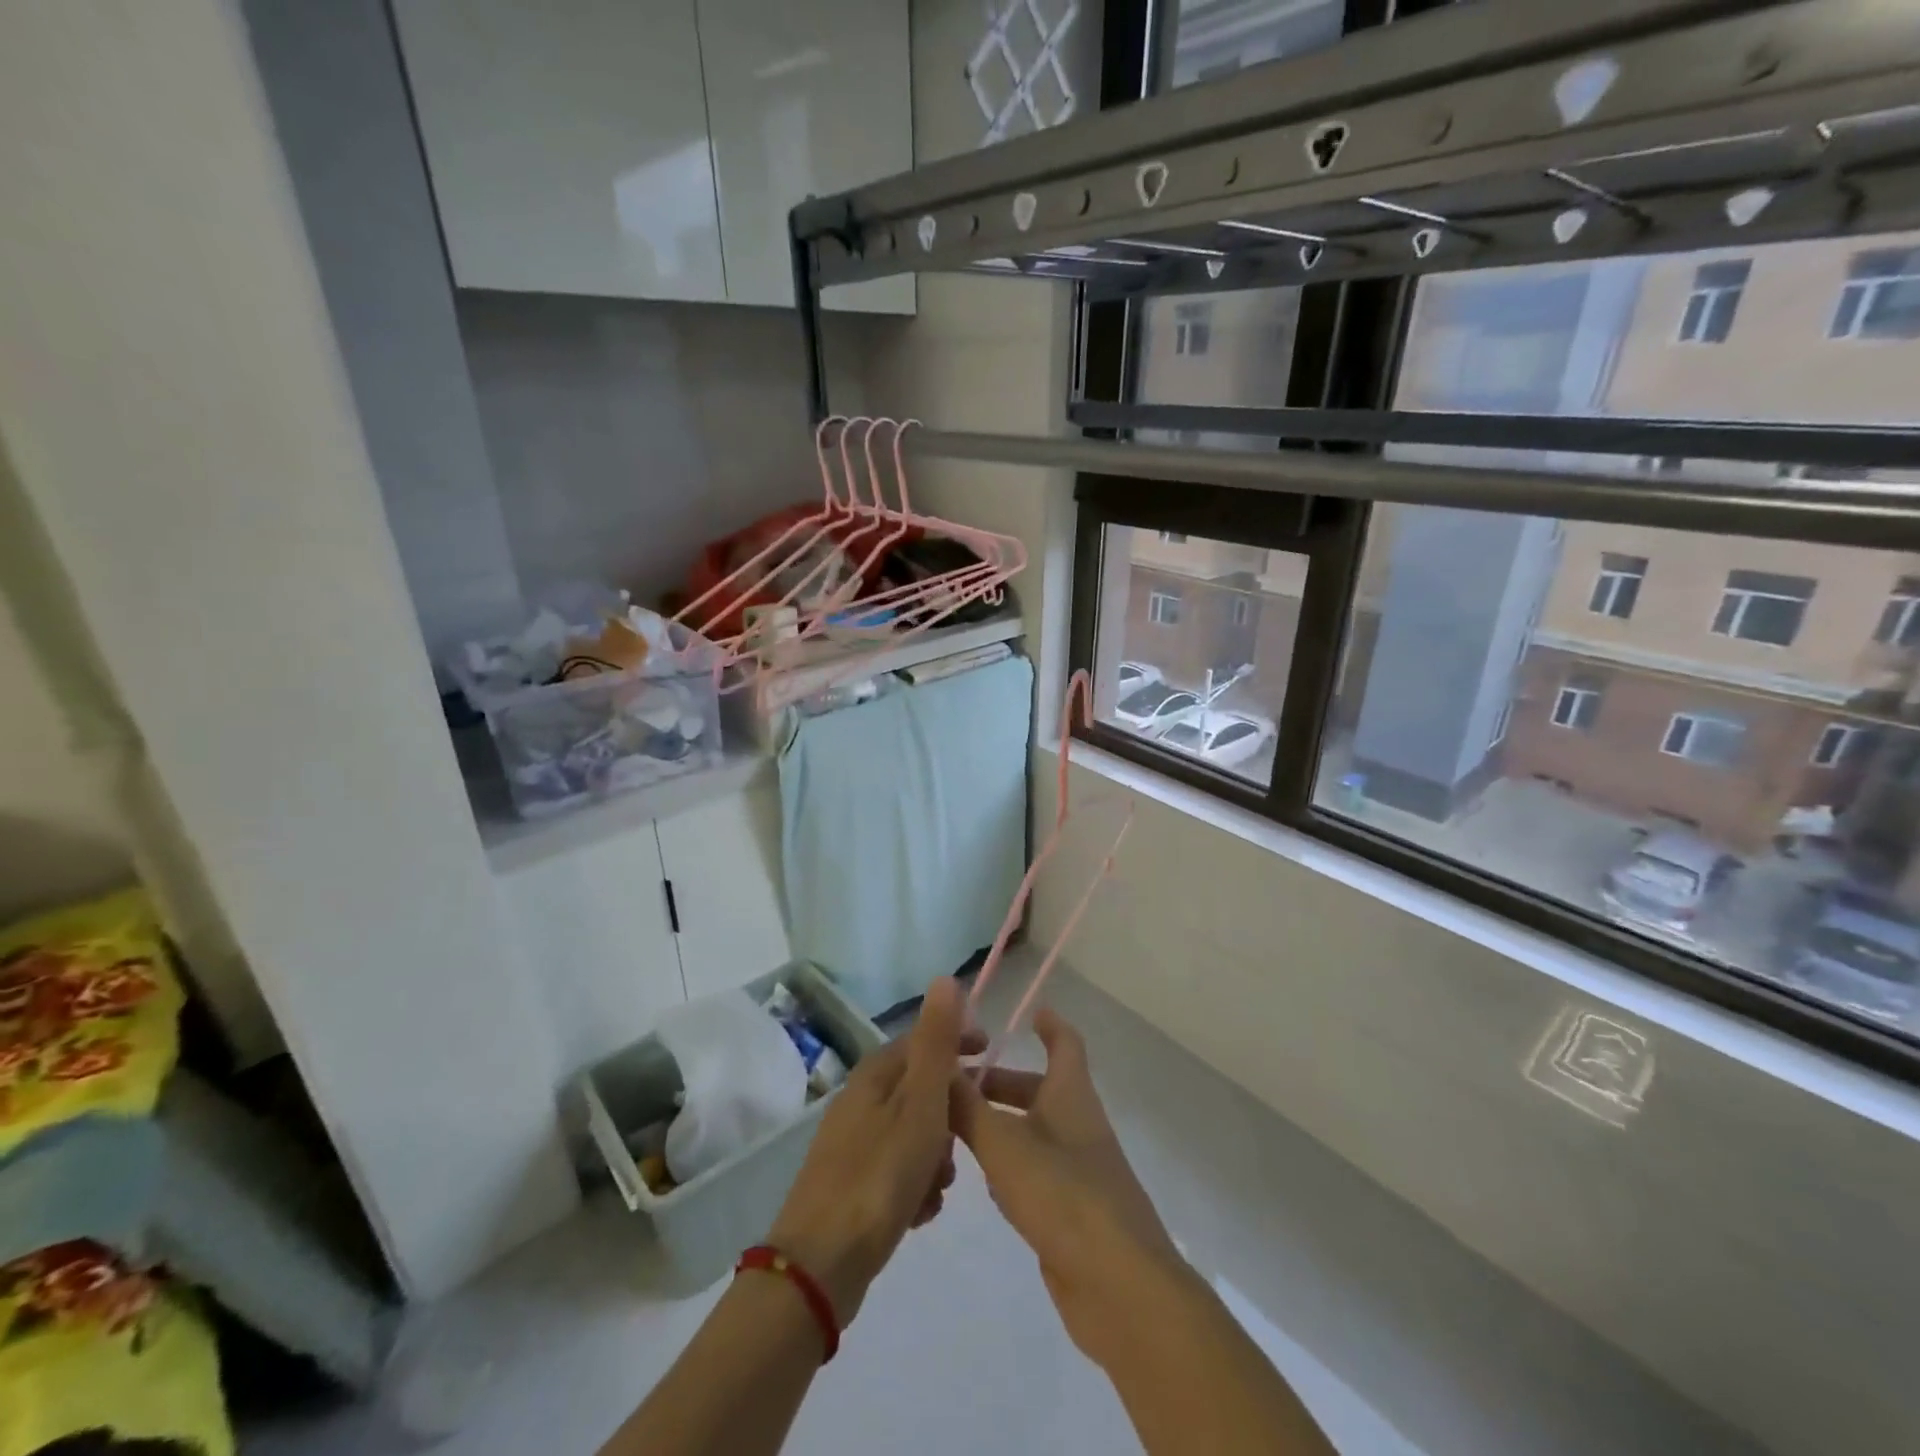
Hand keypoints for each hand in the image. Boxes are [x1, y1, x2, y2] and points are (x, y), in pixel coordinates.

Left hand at [766, 977, 977, 1326]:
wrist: (821, 1264)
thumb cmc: (881, 1174)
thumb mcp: (921, 1103)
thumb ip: (937, 1043)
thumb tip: (946, 979)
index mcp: (875, 1074)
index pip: (923, 1040)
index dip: (959, 1043)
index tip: (991, 1057)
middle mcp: (860, 1100)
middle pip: (921, 1091)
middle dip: (950, 1115)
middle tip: (966, 1144)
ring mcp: (852, 1143)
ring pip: (913, 1134)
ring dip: (935, 1157)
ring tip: (939, 1188)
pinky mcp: (851, 1184)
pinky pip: (898, 1170)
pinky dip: (916, 1185)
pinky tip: (920, 1213)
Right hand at [950, 1008, 1186, 1368]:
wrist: (1119, 1287)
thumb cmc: (1063, 1194)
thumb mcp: (1004, 1144)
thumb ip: (966, 1108)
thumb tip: (936, 1068)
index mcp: (1071, 1096)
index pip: (1066, 1044)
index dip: (1049, 1025)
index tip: (1029, 1012)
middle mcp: (1078, 1126)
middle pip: (1041, 1091)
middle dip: (1001, 1084)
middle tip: (957, 1083)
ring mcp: (1079, 1172)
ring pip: (1035, 1134)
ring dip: (1001, 1126)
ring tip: (956, 1130)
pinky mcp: (1073, 1215)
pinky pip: (1037, 1176)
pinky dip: (1010, 1169)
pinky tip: (983, 1185)